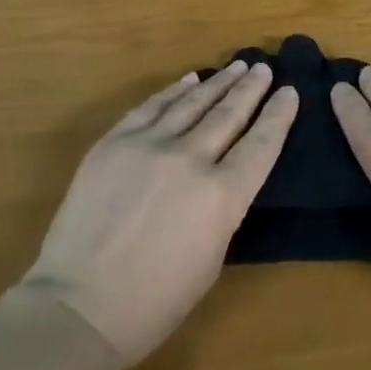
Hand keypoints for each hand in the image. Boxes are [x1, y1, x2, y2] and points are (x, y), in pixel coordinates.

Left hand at [22, 61, 297, 365]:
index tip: (291, 91)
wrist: (79, 304)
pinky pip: (152, 106)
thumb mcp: (211, 259)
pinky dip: (174, 90)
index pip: (261, 145)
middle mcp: (191, 159)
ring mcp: (150, 144)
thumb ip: (222, 210)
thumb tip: (221, 179)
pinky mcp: (116, 140)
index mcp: (222, 196)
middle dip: (251, 88)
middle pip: (229, 114)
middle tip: (264, 68)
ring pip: (193, 102)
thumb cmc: (154, 301)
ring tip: (237, 66)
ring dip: (218, 82)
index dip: (278, 116)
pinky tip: (189, 80)